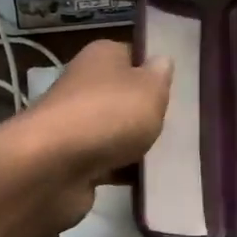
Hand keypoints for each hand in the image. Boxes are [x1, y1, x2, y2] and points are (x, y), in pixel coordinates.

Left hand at [0, 38, 170, 226]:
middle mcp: (84, 86)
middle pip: (124, 96)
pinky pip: (108, 164)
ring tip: (173, 156)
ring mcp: (76, 125)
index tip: (180, 88)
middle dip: (148, 112)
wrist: (54, 166)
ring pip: (116, 132)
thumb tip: (161, 61)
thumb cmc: (108, 114)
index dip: (154, 69)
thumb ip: (160, 76)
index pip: (131, 54)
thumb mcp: (149, 88)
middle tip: (182, 125)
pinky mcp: (72, 161)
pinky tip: (151, 181)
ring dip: (137, 145)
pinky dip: (125, 172)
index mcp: (100, 57)